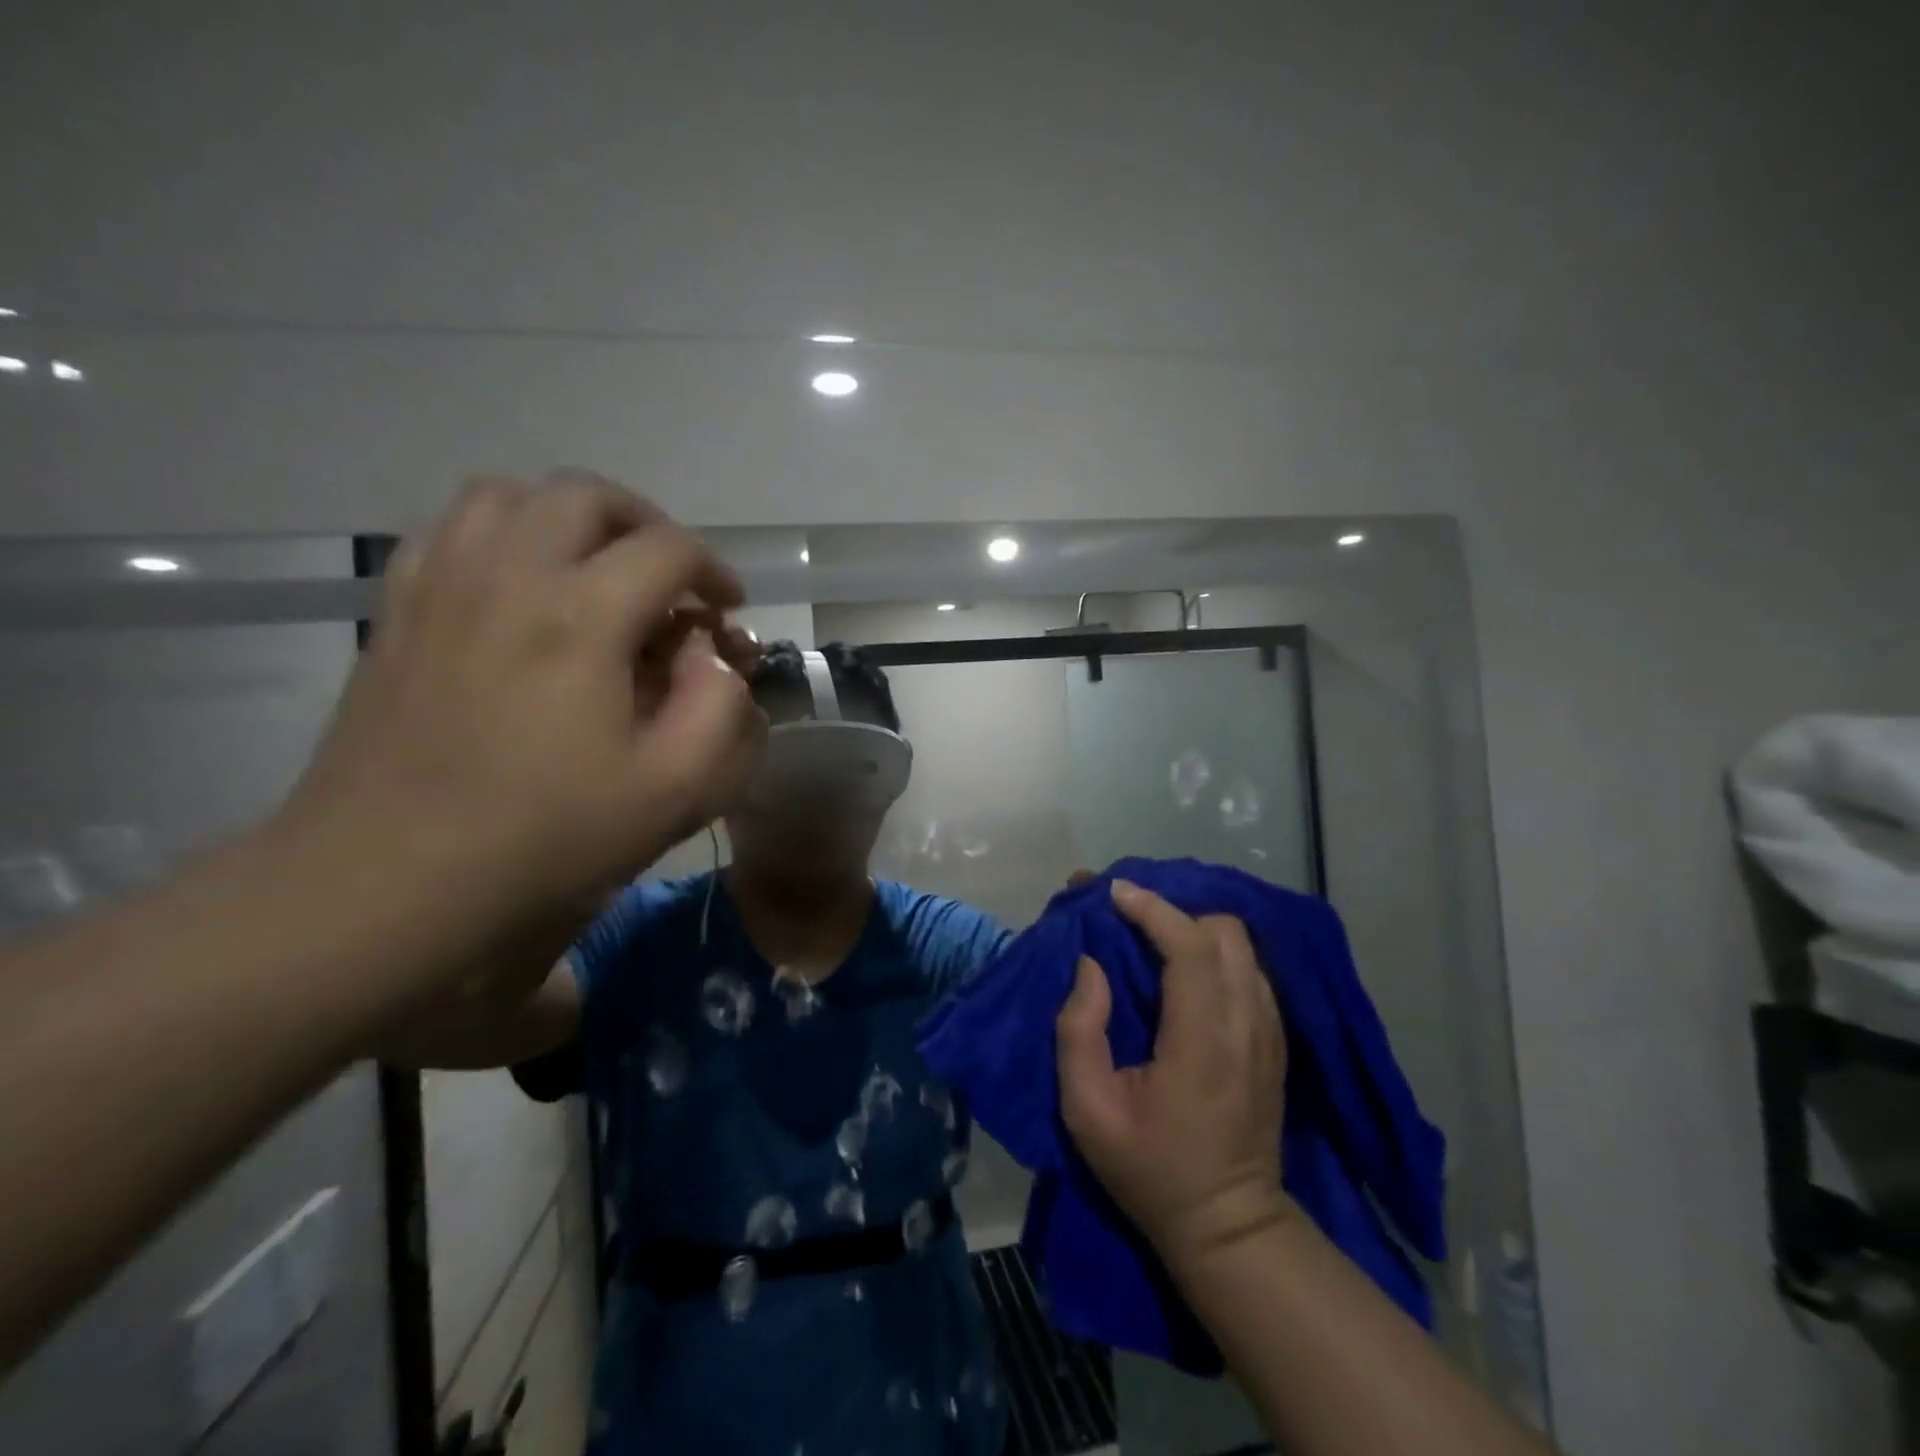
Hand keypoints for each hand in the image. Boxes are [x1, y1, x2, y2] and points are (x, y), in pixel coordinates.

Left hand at [275, 471, 765, 1002]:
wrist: (388, 882)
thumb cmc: (546, 838)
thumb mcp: (676, 789)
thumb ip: (722, 710)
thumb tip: (715, 658)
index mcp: (582, 617)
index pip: (669, 549)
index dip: (714, 572)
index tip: (728, 609)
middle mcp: (508, 574)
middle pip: (585, 494)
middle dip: (646, 524)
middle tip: (669, 578)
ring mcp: (440, 585)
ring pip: (508, 495)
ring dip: (570, 519)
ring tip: (597, 571)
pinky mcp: (397, 612)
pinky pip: (450, 532)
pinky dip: (502, 536)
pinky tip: (521, 591)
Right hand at [1056, 879, 1292, 1269]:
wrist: (1228, 1224)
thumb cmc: (1148, 1168)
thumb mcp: (1087, 1110)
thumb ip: (1079, 1030)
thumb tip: (1090, 967)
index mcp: (1201, 1041)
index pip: (1189, 947)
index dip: (1152, 909)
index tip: (1113, 892)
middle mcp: (1245, 1024)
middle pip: (1224, 931)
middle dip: (1174, 912)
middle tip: (1128, 918)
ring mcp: (1268, 1031)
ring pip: (1241, 945)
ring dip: (1195, 928)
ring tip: (1152, 936)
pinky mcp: (1275, 1040)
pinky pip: (1250, 969)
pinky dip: (1216, 952)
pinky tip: (1185, 968)